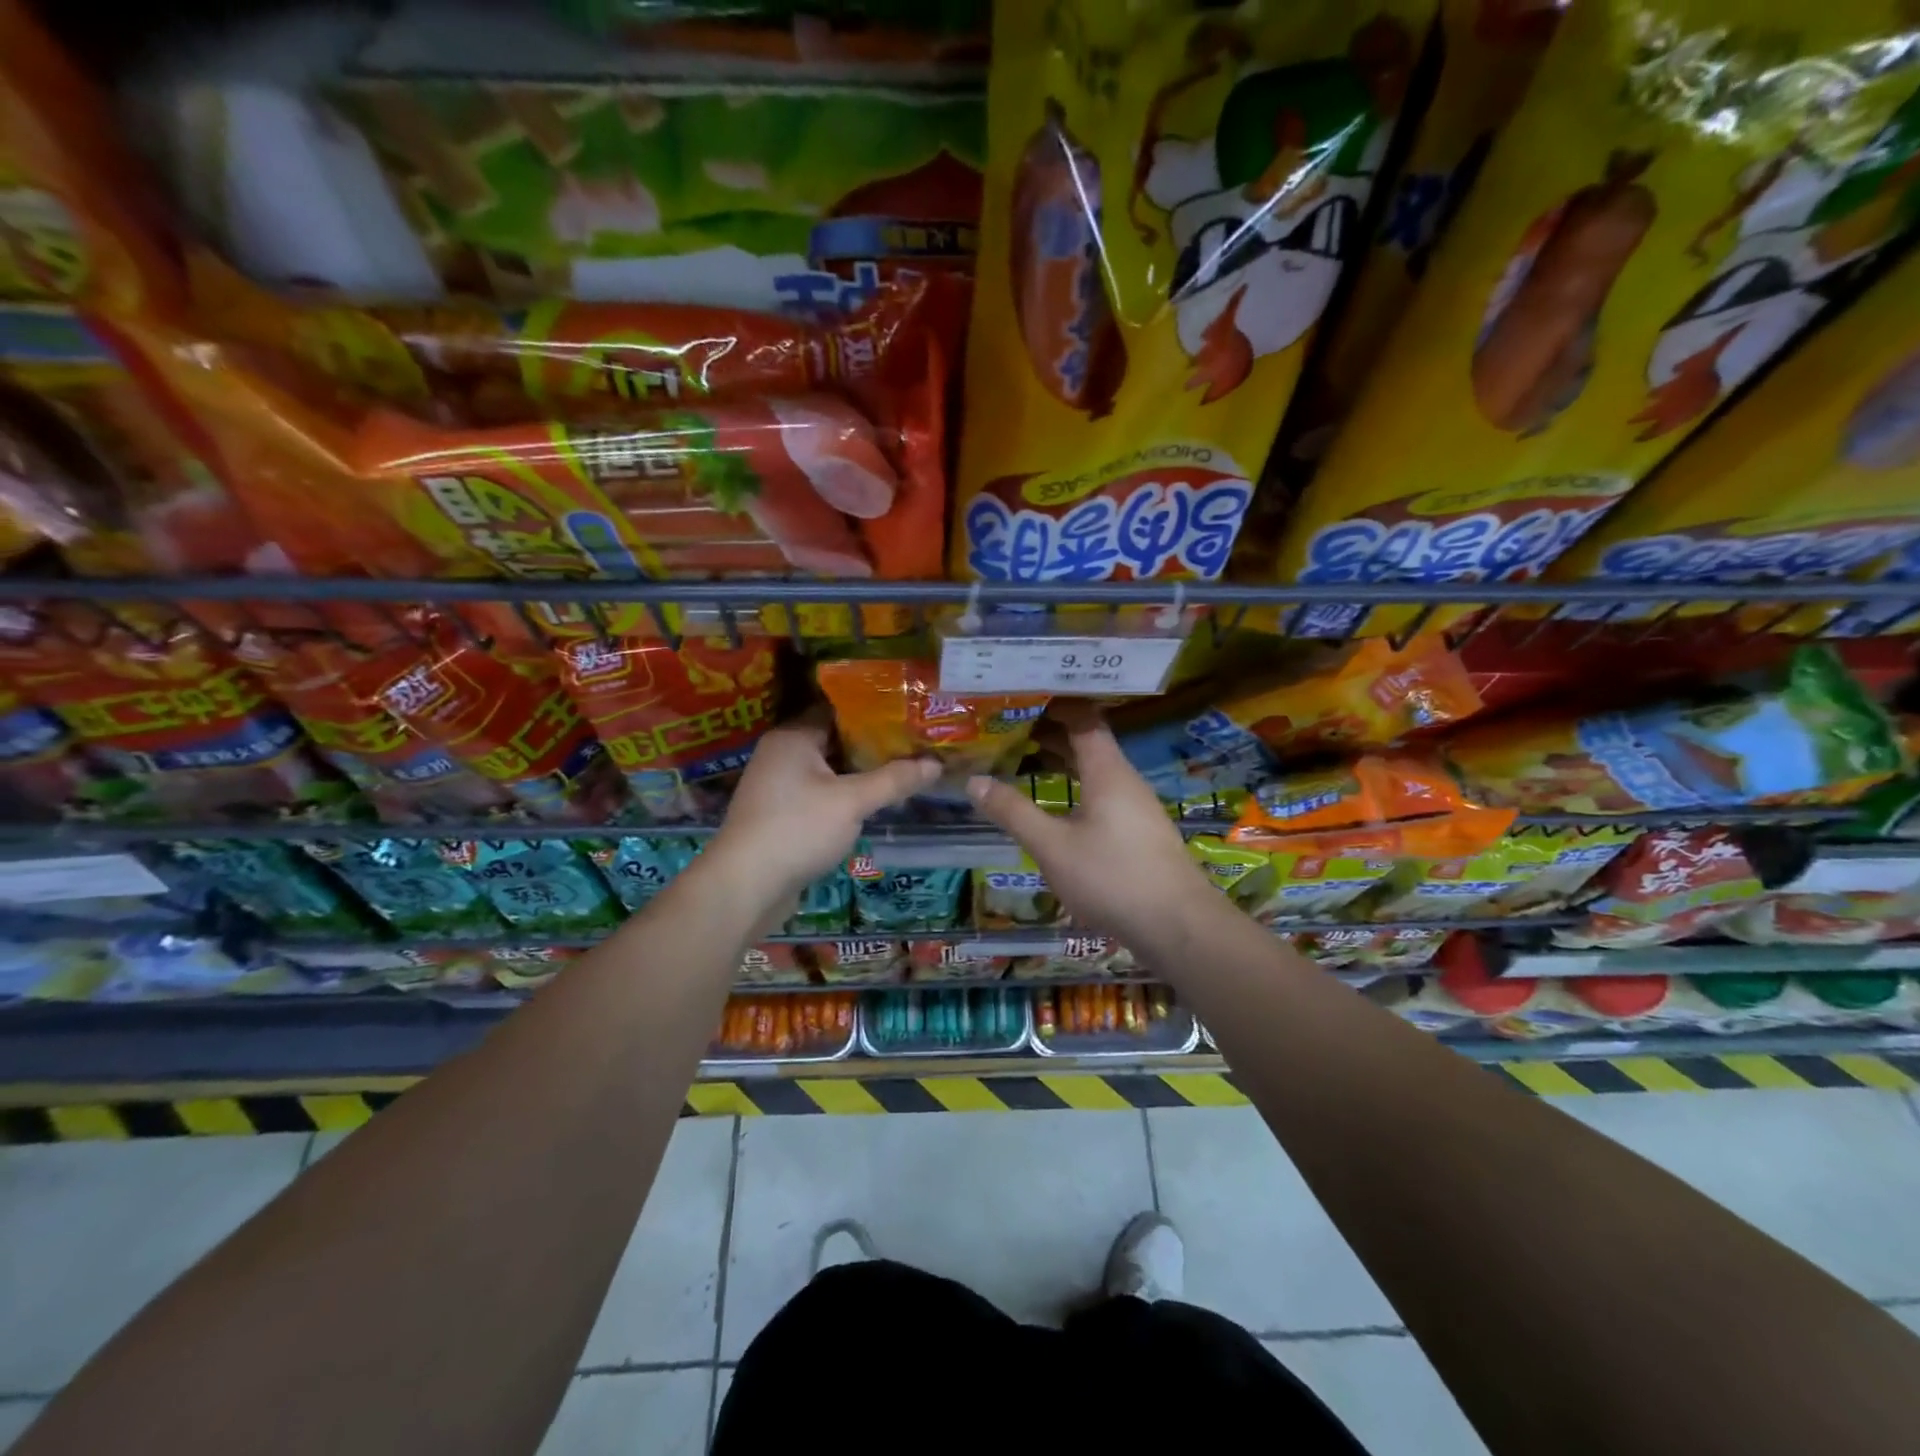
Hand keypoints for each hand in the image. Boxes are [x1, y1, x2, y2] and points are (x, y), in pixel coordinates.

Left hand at [707, 711, 937, 919]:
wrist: (745, 886)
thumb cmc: (797, 829)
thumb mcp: (852, 802)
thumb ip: (894, 780)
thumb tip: (936, 763)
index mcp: (793, 737)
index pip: (838, 710)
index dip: (874, 712)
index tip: (909, 717)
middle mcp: (781, 754)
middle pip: (834, 740)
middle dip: (872, 746)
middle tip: (914, 746)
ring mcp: (778, 786)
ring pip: (828, 770)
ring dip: (859, 774)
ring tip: (903, 771)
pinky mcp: (780, 814)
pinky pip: (819, 794)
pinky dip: (843, 796)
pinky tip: (873, 803)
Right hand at [965, 701, 1215, 949]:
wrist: (1177, 926)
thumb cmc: (1112, 878)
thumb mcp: (1052, 847)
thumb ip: (1013, 812)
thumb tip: (973, 781)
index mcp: (1107, 771)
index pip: (1083, 719)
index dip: (1054, 705)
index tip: (1021, 697)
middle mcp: (1125, 779)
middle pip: (1088, 742)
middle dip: (1050, 732)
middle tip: (1009, 728)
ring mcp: (1136, 806)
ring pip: (1096, 769)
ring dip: (1063, 760)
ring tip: (1024, 760)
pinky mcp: (1140, 831)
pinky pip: (1103, 792)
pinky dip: (1076, 785)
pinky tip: (1057, 804)